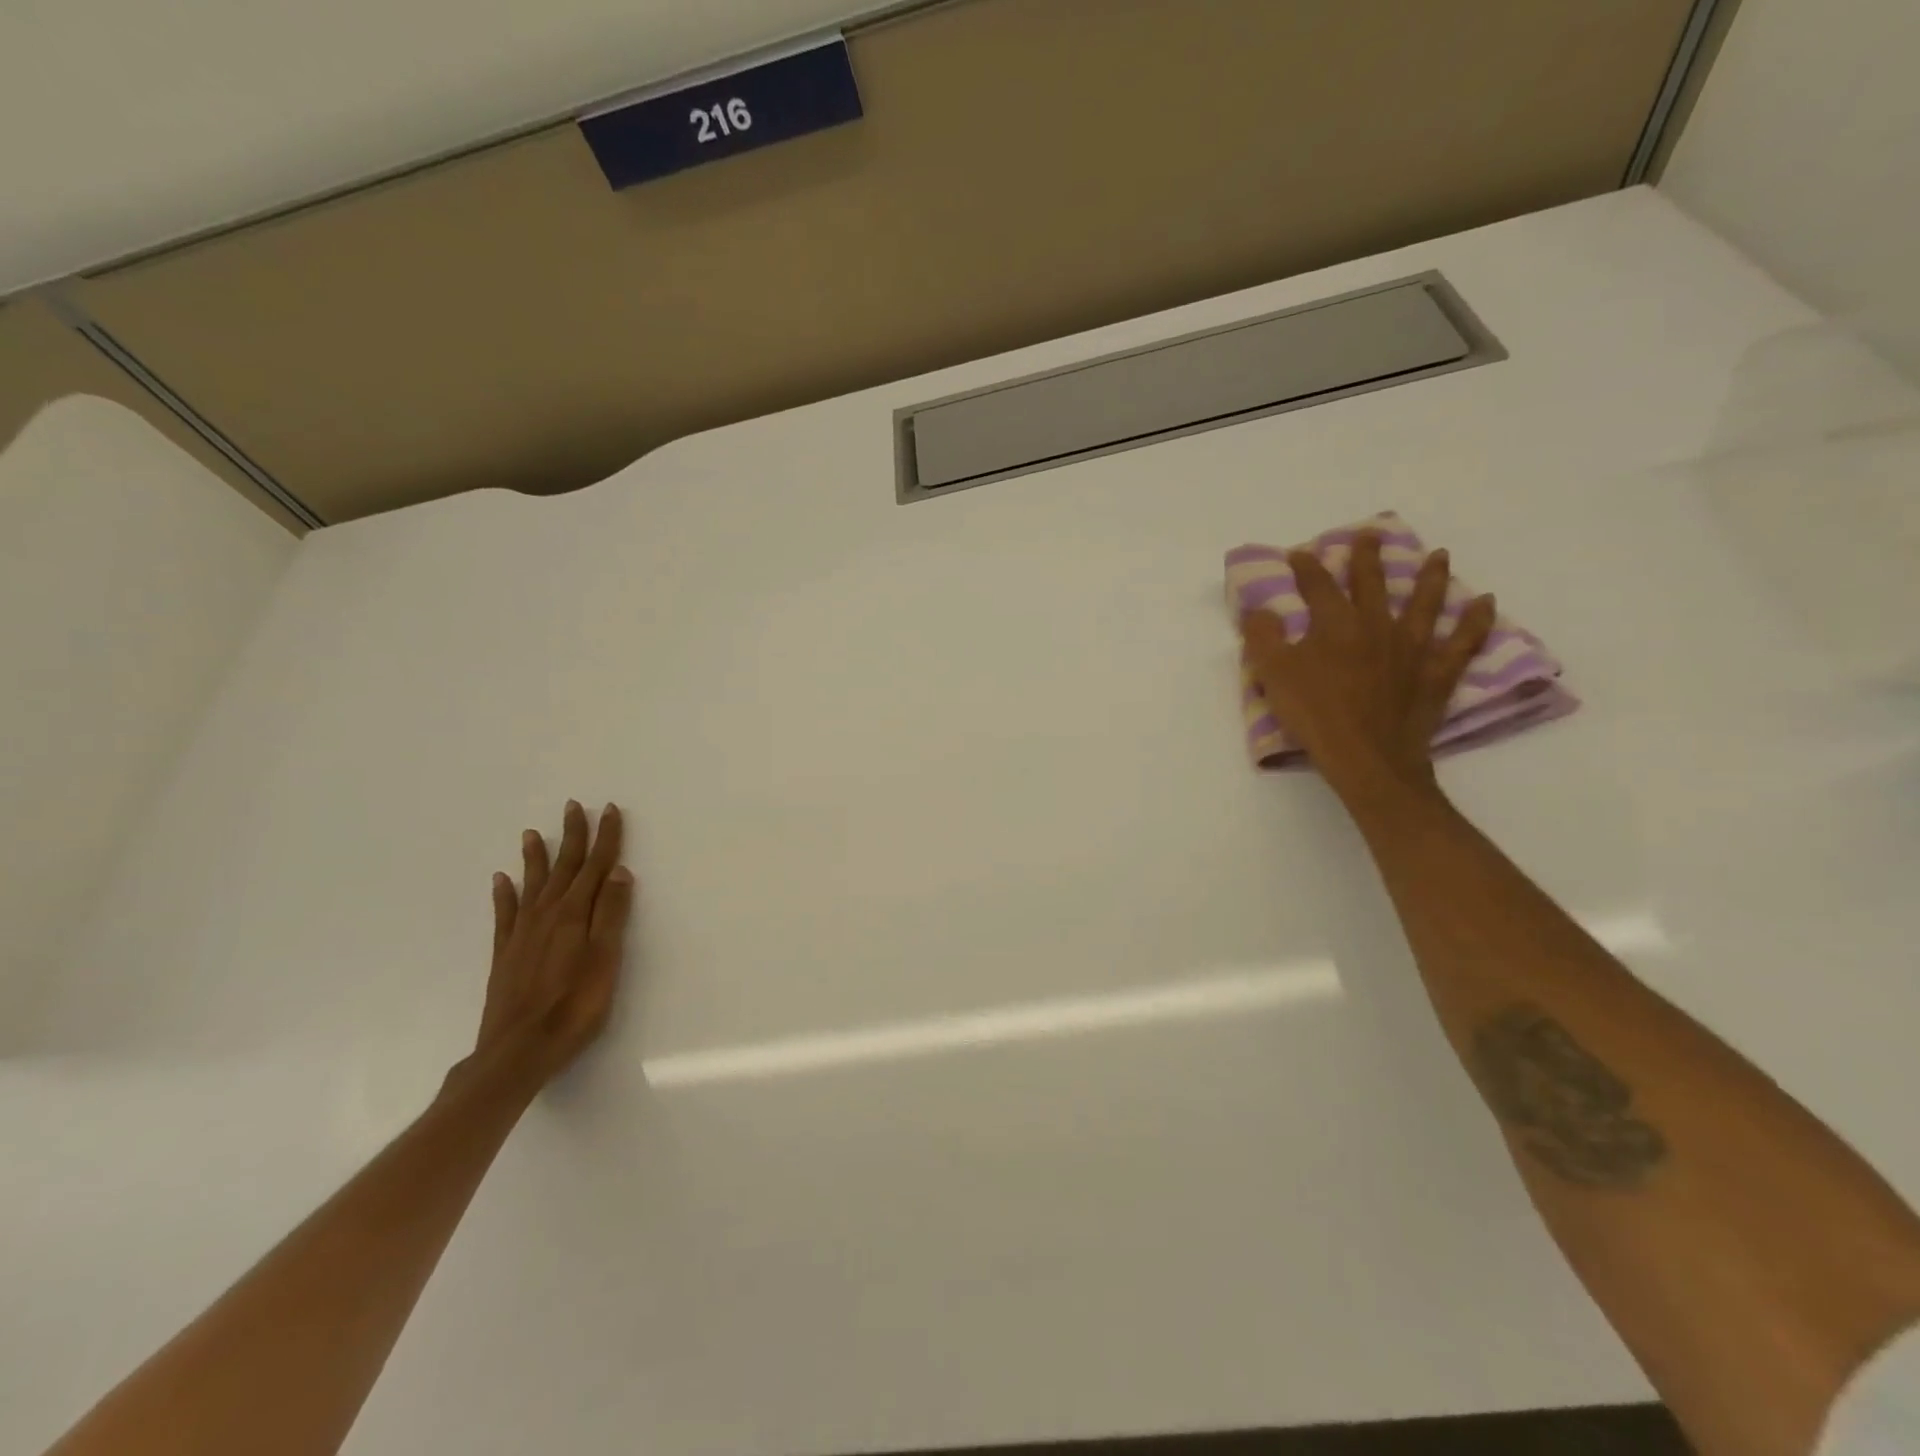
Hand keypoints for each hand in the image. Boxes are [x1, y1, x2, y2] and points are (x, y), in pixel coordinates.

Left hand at [459, 801, 634, 1092]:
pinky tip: (501, 880)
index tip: (610, 810)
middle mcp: (548, 914)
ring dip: (536, 857)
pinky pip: (505, 912)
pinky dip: (504, 893)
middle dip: (572, 836)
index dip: (605, 838)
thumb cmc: (574, 1006)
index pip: (596, 866)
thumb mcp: (606, 959)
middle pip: (564, 867)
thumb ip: (612, 914)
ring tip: (533, 833)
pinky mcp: (506, 953)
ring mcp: (523, 933)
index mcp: (576, 914)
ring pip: (532, 884)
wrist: (518, 1050)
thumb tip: (619, 872)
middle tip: (574, 807)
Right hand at [1239, 532, 1495, 804]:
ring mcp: (1413, 648)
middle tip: (1371, 534)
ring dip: (1431, 576)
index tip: (1299, 553)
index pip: (1319, 586)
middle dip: (1368, 557)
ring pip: (1426, 602)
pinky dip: (1476, 620)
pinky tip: (1487, 602)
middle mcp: (1377, 626)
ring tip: (1438, 554)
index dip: (1307, 567)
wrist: (1366, 757)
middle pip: (1373, 583)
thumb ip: (1263, 636)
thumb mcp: (1273, 674)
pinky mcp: (1436, 673)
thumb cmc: (1314, 714)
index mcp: (1336, 624)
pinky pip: (1463, 641)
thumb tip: (1260, 609)